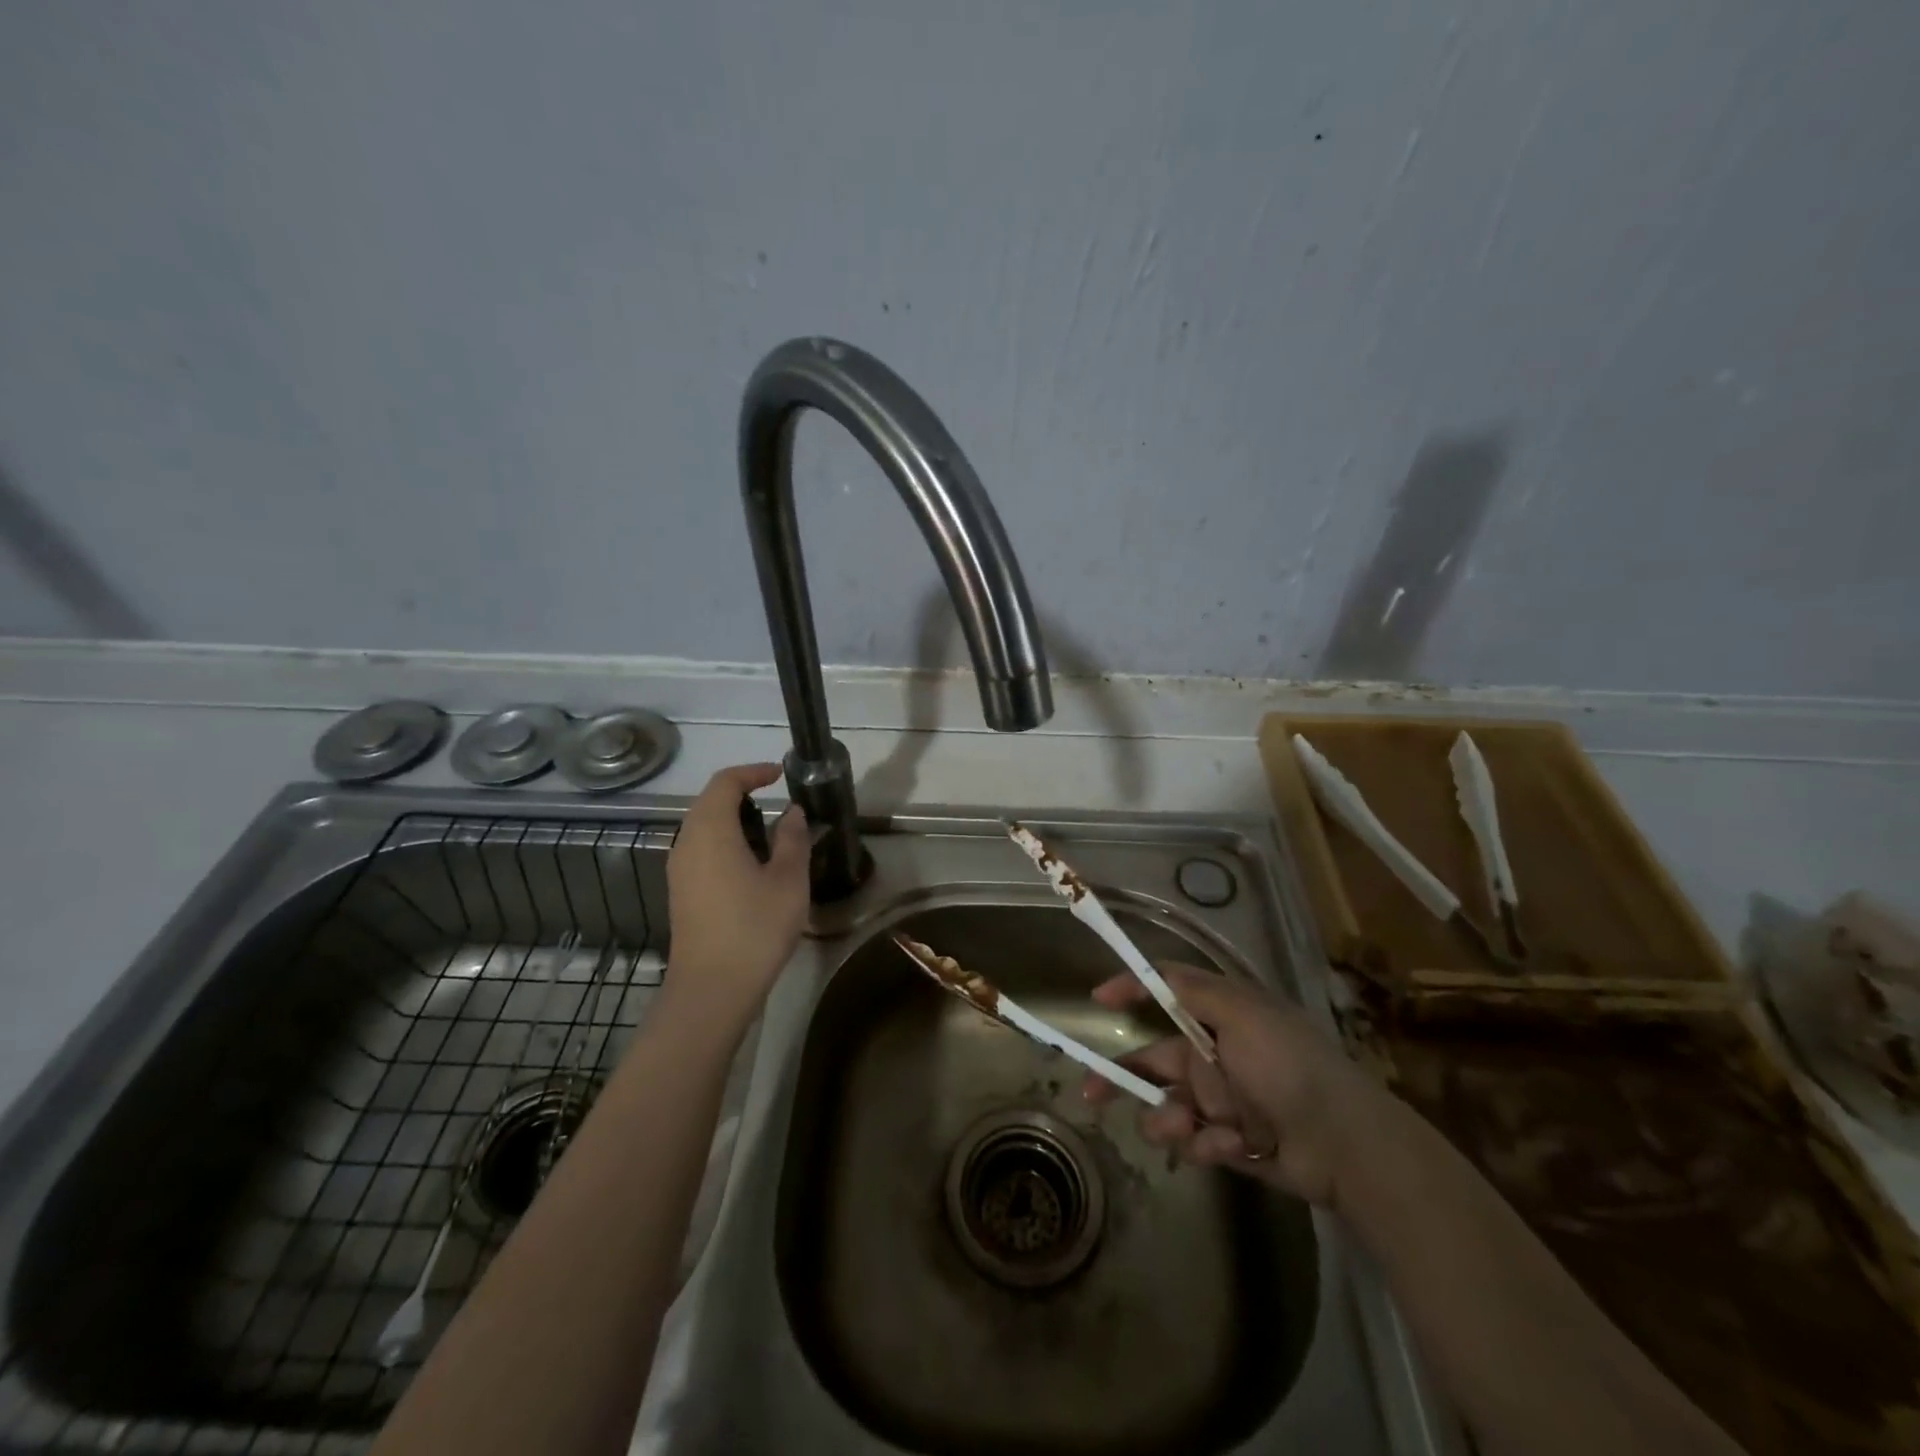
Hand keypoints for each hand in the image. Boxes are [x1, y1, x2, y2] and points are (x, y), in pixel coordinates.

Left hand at [661, 763, 810, 1035]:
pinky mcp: (680, 892)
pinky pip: (701, 849)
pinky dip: (725, 841)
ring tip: (770, 833)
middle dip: (743, 793)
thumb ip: (793, 839)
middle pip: (709, 801)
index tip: (781, 775)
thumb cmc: (754, 928)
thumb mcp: (788, 880)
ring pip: (703, 827)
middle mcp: (687, 842)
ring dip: (734, 819)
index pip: (725, 782)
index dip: (753, 772)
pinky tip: (752, 864)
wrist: (712, 989)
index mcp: (710, 831)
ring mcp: (679, 869)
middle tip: (778, 802)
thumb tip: (792, 813)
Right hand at [1085, 962, 1384, 1204]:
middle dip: (1124, 1077)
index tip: (1097, 999)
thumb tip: (1140, 973)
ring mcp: (1222, 1101)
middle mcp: (1215, 1054)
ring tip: (1184, 1128)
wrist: (1343, 1142)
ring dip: (1168, 1118)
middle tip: (1091, 1093)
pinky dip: (1207, 1144)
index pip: (1165, 993)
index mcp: (1219, 1017)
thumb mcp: (1240, 1012)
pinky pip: (1197, 1140)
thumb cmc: (1287, 1064)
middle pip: (1153, 1060)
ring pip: (1168, 1105)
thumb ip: (1188, 990)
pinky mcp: (1230, 1142)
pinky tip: (1231, 1147)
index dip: (1131, 991)